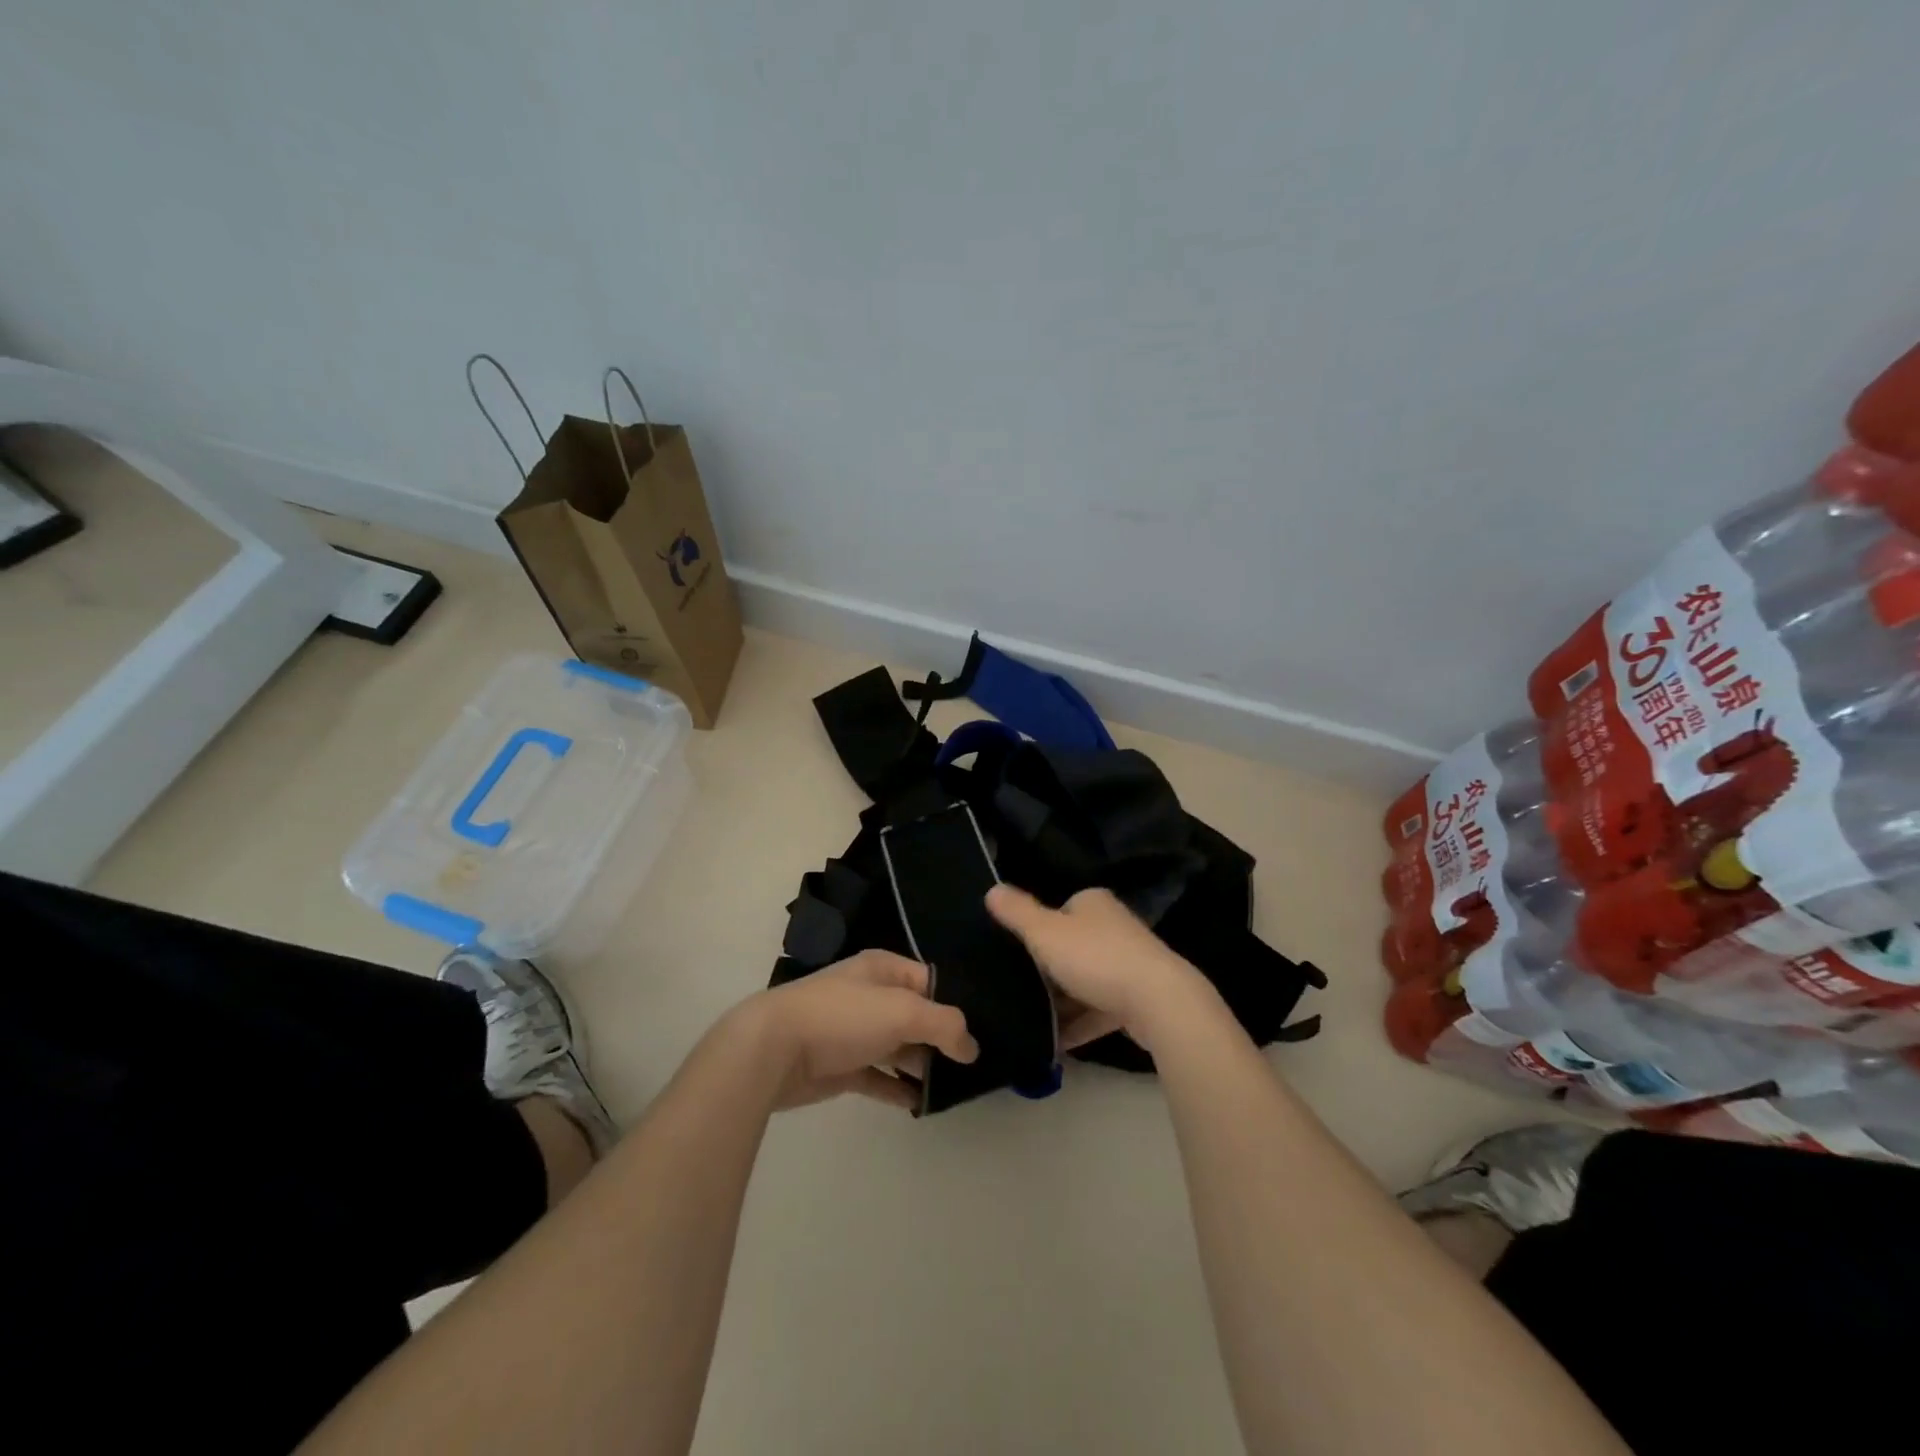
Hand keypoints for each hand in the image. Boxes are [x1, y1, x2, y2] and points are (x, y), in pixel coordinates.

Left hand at [741, 950, 978, 1110]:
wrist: (774, 1050)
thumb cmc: (843, 1016)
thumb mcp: (903, 1010)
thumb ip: (945, 1025)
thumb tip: (972, 1048)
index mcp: (883, 969)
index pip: (930, 982)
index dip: (955, 1004)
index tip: (985, 1030)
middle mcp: (871, 996)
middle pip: (917, 1016)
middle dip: (942, 1039)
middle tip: (976, 1066)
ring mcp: (855, 1033)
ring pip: (900, 1048)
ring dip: (923, 1066)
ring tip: (956, 1088)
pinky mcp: (842, 1067)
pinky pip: (880, 1077)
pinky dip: (899, 1089)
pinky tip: (922, 1104)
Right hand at [987, 885, 1207, 1051]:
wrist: (1158, 1002)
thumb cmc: (1095, 958)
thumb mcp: (1045, 932)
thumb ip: (1017, 912)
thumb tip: (992, 889)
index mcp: (1094, 903)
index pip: (1060, 909)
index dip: (1038, 929)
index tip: (1016, 953)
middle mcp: (1115, 927)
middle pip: (1072, 946)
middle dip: (1049, 969)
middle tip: (1019, 989)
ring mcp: (1131, 963)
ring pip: (1087, 981)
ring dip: (1063, 1002)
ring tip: (1032, 1021)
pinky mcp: (1139, 999)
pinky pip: (1100, 1010)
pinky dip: (1080, 1025)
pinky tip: (1056, 1044)